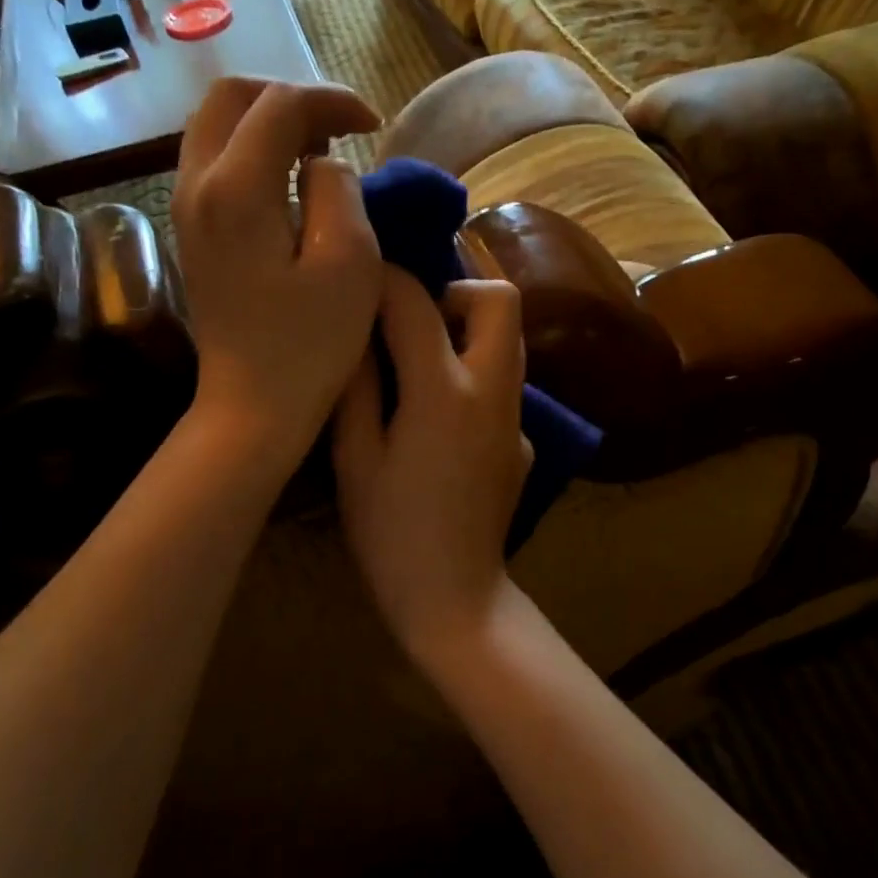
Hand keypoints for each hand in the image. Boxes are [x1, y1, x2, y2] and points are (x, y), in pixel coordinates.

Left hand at [173, 77, 381, 463]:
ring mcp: (185, 208)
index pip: (280, 104)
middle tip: (339, 129)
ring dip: (269, 123)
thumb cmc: (309, 344)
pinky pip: (214, 162)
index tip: (374, 125)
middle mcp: (196, 184)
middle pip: (231, 97)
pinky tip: (290, 185)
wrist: (252, 407)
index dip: (332, 100)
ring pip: (216, 127)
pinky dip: (253, 153)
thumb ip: (339, 189)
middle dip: (290, 98)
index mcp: (236, 188)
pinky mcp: (190, 232)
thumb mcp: (349, 262)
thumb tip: (321, 164)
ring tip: (318, 152)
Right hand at [334, 268, 533, 662]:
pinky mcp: (524, 443)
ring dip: (470, 331)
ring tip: (423, 360)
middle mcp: (493, 391)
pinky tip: (442, 420)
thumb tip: (354, 337)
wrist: (455, 597)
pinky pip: (505, 386)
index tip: (362, 283)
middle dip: (456, 291)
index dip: (386, 280)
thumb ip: (356, 388)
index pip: (418, 303)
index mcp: (443, 391)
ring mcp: (517, 419)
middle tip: (414, 322)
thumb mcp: (355, 459)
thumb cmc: (392, 534)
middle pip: (502, 300)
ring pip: (511, 341)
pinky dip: (476, 378)